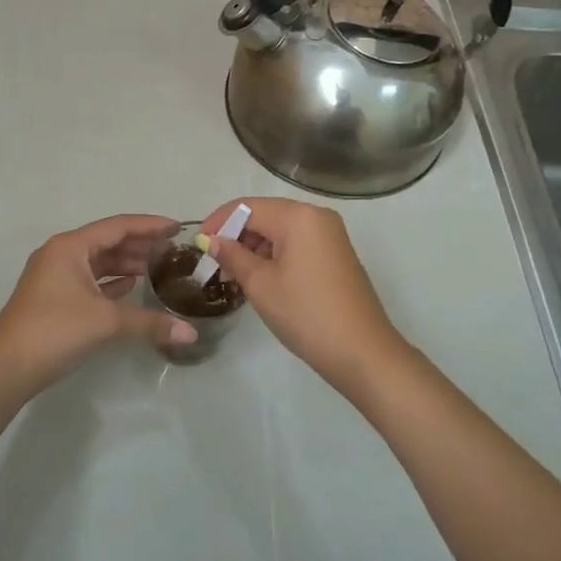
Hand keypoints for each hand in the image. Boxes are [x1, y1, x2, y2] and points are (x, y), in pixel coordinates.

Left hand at [0, 214, 196, 402]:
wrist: (5, 370)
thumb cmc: (53, 332)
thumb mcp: (105, 323)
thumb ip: (149, 323)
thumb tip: (191, 334)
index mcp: (70, 247)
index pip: (117, 226)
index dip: (149, 226)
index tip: (177, 228)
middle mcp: (61, 254)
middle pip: (107, 242)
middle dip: (140, 245)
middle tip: (173, 250)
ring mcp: (54, 277)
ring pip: (97, 262)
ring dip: (126, 263)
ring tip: (158, 268)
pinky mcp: (53, 298)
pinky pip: (89, 280)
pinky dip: (111, 282)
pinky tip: (131, 288)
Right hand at [202, 198, 409, 392]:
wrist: (362, 353)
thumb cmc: (306, 314)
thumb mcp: (261, 284)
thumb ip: (232, 256)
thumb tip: (211, 240)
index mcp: (298, 216)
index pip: (247, 207)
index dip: (218, 222)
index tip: (197, 245)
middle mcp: (317, 216)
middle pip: (264, 216)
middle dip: (235, 237)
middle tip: (213, 266)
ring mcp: (330, 236)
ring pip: (280, 231)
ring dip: (254, 249)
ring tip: (233, 278)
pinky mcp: (336, 255)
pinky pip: (296, 244)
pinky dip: (274, 256)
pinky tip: (259, 280)